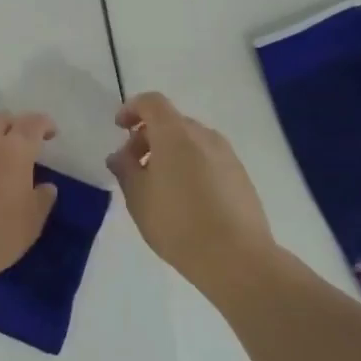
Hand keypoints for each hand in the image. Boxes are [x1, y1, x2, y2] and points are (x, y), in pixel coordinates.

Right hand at [108, 92, 294, 299]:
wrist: (237, 258)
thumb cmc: (178, 223)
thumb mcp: (138, 197)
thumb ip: (125, 169)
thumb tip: (120, 156)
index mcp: (175, 134)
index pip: (152, 102)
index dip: (132, 109)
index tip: (119, 128)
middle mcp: (204, 136)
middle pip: (171, 122)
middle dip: (148, 136)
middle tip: (133, 166)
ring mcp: (227, 155)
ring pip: (191, 141)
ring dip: (170, 153)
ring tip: (159, 187)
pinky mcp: (241, 176)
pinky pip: (208, 159)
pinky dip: (191, 166)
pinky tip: (185, 200)